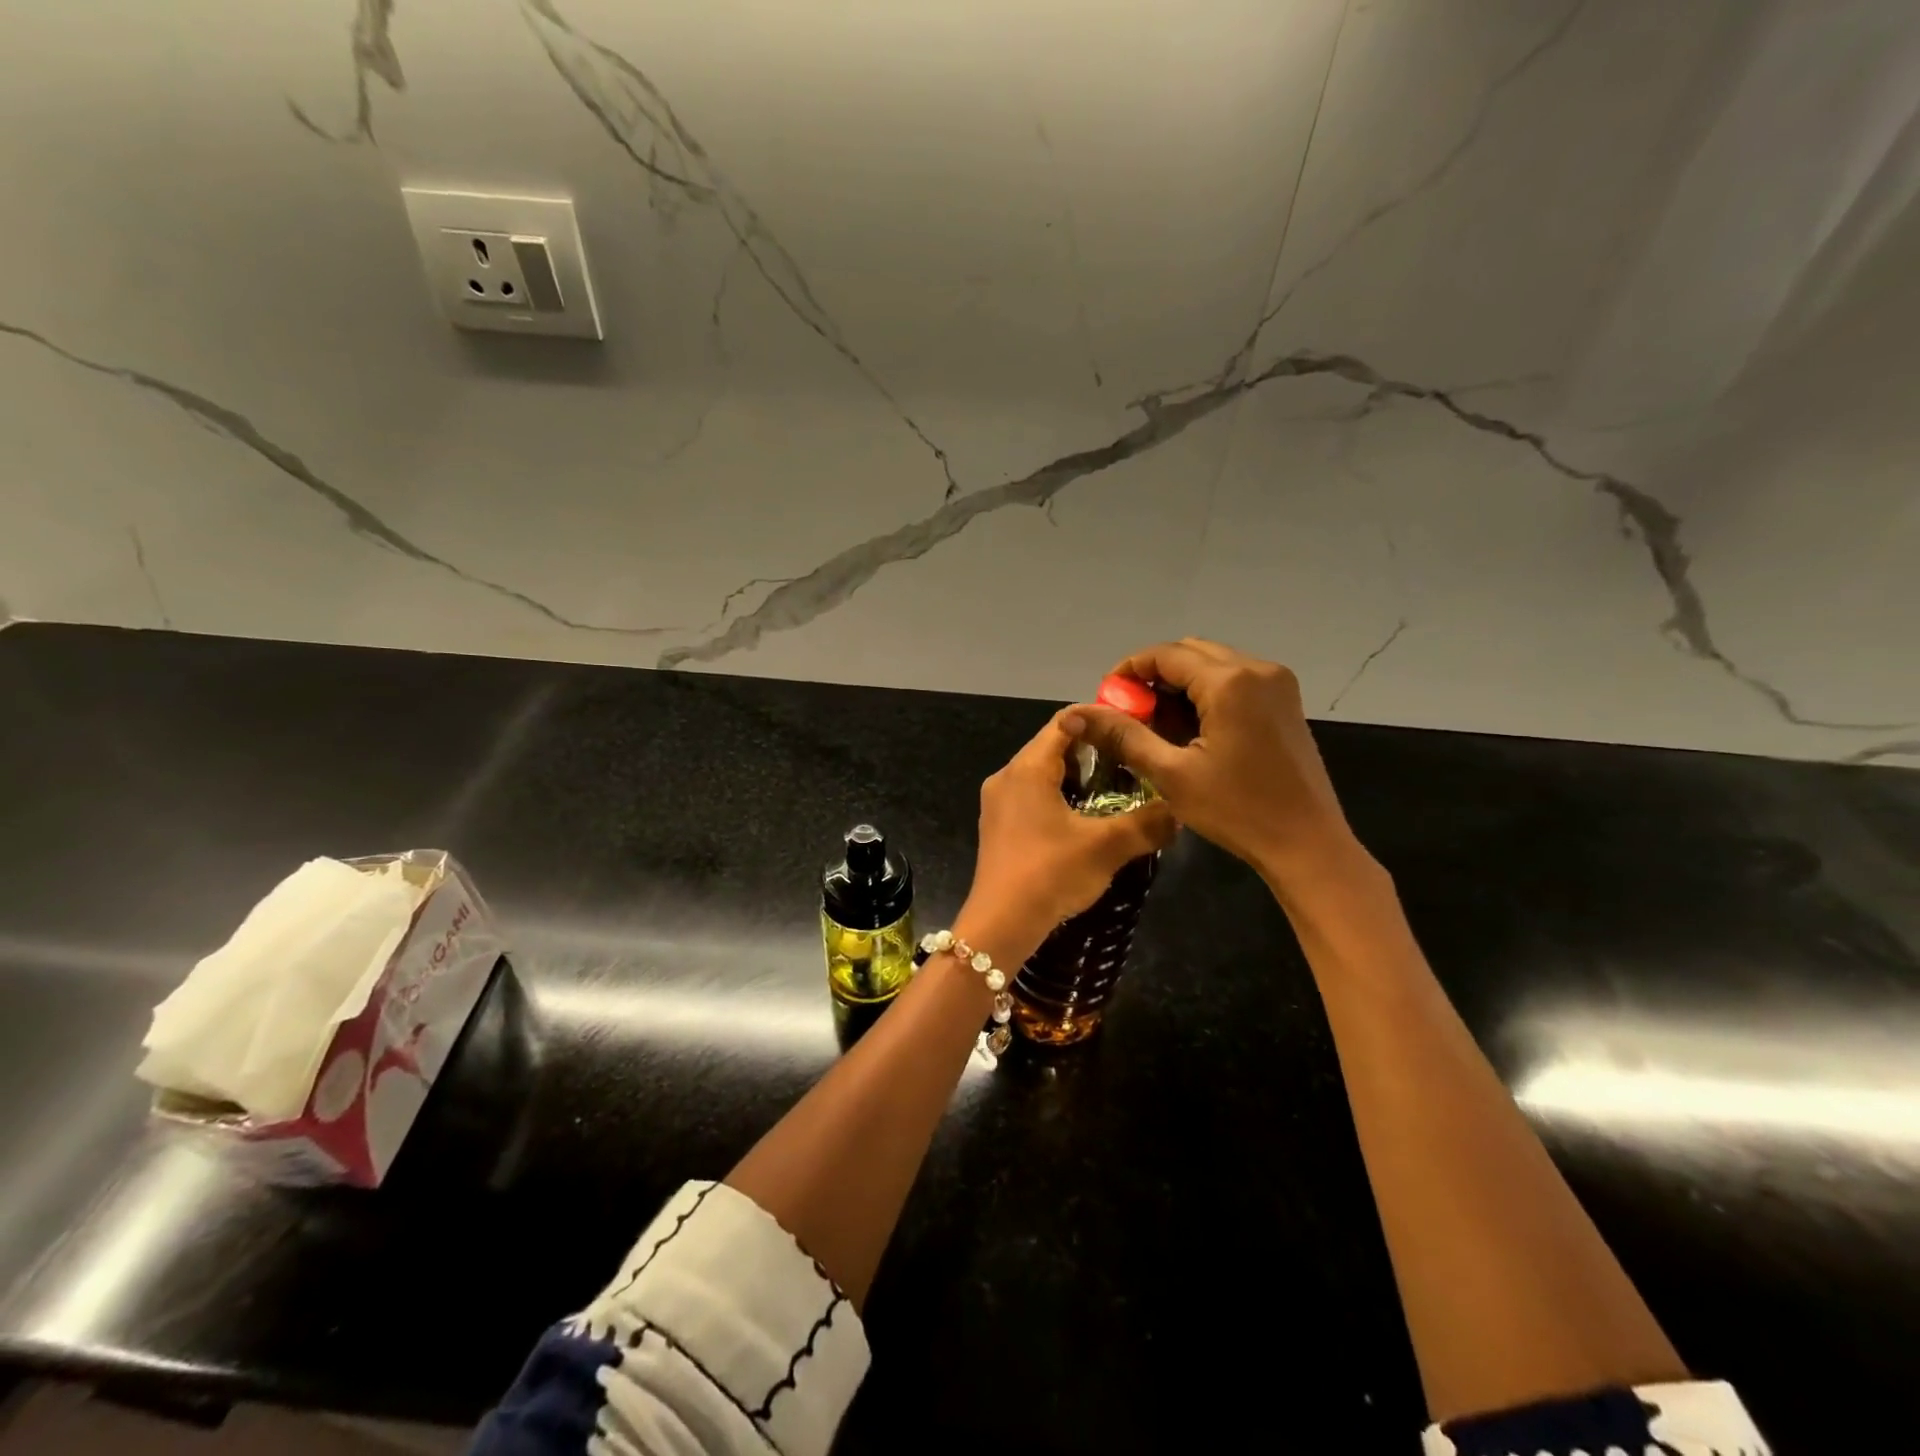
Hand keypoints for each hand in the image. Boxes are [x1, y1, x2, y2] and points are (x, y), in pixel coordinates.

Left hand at [960, 709, 1176, 961]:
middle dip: (1093, 752)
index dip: (1100, 720)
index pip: (1065, 722)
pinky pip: (1033, 797)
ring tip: (1117, 791)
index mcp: (1027, 768)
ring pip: (1043, 774)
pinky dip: (1060, 798)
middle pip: (1053, 747)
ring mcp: (998, 803)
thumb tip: (1180, 808)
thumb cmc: (1050, 873)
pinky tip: (1087, 820)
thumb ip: (1147, 823)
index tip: (1134, 729)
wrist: (1000, 924)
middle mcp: (1007, 776)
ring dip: (1078, 778)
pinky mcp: (998, 827)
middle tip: (1133, 762)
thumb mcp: (1106, 846)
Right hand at [1064, 639, 1369, 894]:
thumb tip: (1076, 713)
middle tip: (1129, 713)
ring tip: (1157, 725)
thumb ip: (1124, 736)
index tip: (1106, 699)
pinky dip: (1206, 693)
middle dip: (1153, 676)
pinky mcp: (1285, 701)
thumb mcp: (1171, 774)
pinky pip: (1235, 680)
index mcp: (1230, 682)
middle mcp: (1257, 669)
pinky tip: (1192, 729)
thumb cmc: (1237, 810)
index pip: (1165, 655)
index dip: (1129, 671)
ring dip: (1179, 685)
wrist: (1306, 843)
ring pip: (1213, 664)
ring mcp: (1277, 683)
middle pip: (1190, 653)